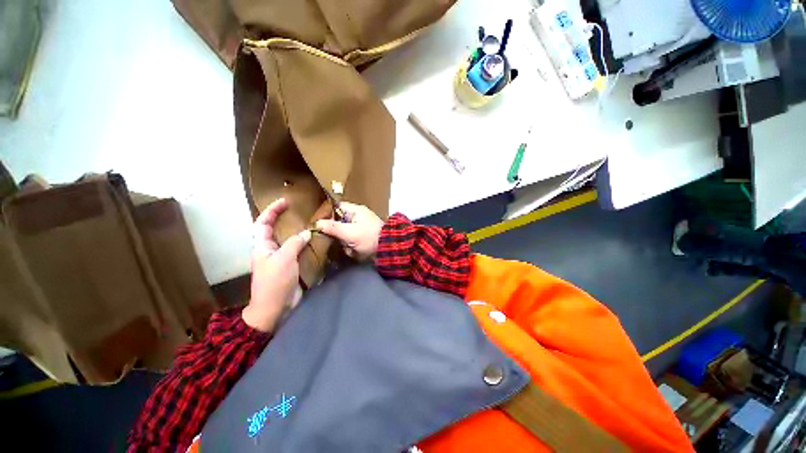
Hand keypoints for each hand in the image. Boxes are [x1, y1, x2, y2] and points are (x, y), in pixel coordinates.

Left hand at [242, 198, 310, 332]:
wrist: (275, 307)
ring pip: (287, 239)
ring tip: (308, 222)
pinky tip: (313, 240)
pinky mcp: (290, 265)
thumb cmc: (274, 282)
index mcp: (262, 246)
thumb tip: (306, 233)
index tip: (285, 201)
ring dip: (296, 230)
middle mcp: (270, 249)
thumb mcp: (284, 259)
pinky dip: (304, 243)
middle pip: (274, 228)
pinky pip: (297, 249)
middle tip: (298, 209)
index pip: (263, 222)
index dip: (272, 210)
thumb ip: (294, 243)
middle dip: (283, 217)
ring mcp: (280, 257)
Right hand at [315, 202, 383, 259]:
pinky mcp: (364, 236)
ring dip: (345, 241)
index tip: (319, 223)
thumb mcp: (350, 233)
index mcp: (356, 210)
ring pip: (344, 232)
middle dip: (337, 232)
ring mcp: (362, 227)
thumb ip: (333, 227)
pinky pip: (352, 240)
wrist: (388, 249)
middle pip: (339, 221)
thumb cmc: (369, 237)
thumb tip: (317, 223)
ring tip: (349, 246)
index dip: (327, 213)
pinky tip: (354, 251)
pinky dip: (351, 245)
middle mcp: (358, 216)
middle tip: (338, 239)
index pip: (337, 207)